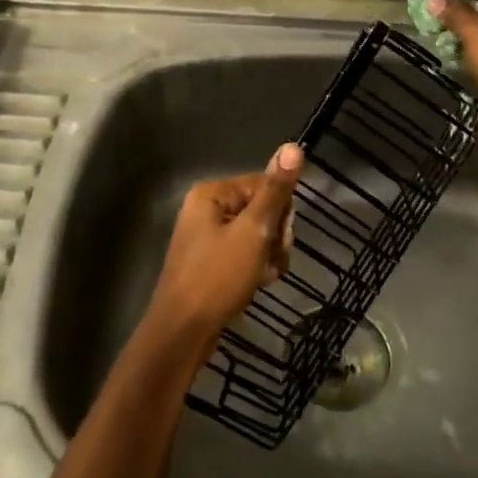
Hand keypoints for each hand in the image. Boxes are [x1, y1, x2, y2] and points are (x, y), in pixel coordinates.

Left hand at [148, 143, 304, 341]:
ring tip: (263, 276)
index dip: (280, 211)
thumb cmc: (218, 277)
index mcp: (212, 194)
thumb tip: (293, 145)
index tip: (281, 238)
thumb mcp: (253, 232)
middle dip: (275, 235)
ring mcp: (207, 237)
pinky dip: (255, 267)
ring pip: (256, 234)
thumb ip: (275, 191)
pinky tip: (257, 283)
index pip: (264, 184)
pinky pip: (244, 253)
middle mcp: (206, 209)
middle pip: (261, 209)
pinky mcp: (210, 262)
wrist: (183, 332)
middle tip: (271, 260)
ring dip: (268, 254)